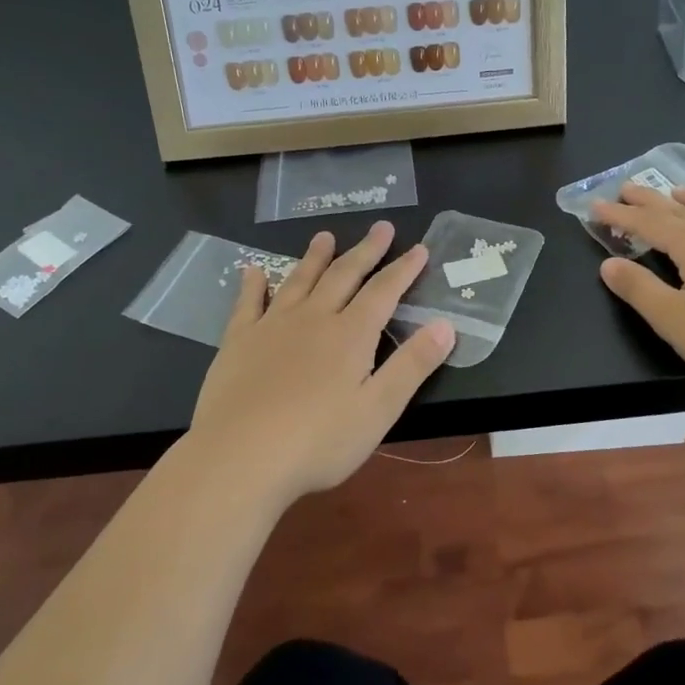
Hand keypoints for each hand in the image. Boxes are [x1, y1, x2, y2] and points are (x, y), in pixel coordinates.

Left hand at [186, 220, 455, 505]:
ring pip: (298, 281)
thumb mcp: (379, 409)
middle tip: (380, 227)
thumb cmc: (318, 441)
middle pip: (343, 276)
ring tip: (325, 236)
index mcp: (350, 335)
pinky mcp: (238, 341)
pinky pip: (247, 303)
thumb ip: (412, 365)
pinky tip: (252, 271)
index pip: (384, 292)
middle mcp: (313, 319)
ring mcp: (272, 326)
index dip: (403, 270)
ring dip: (314, 257)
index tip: (419, 248)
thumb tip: (446, 324)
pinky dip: (253, 284)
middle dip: (365, 251)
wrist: (240, 457)